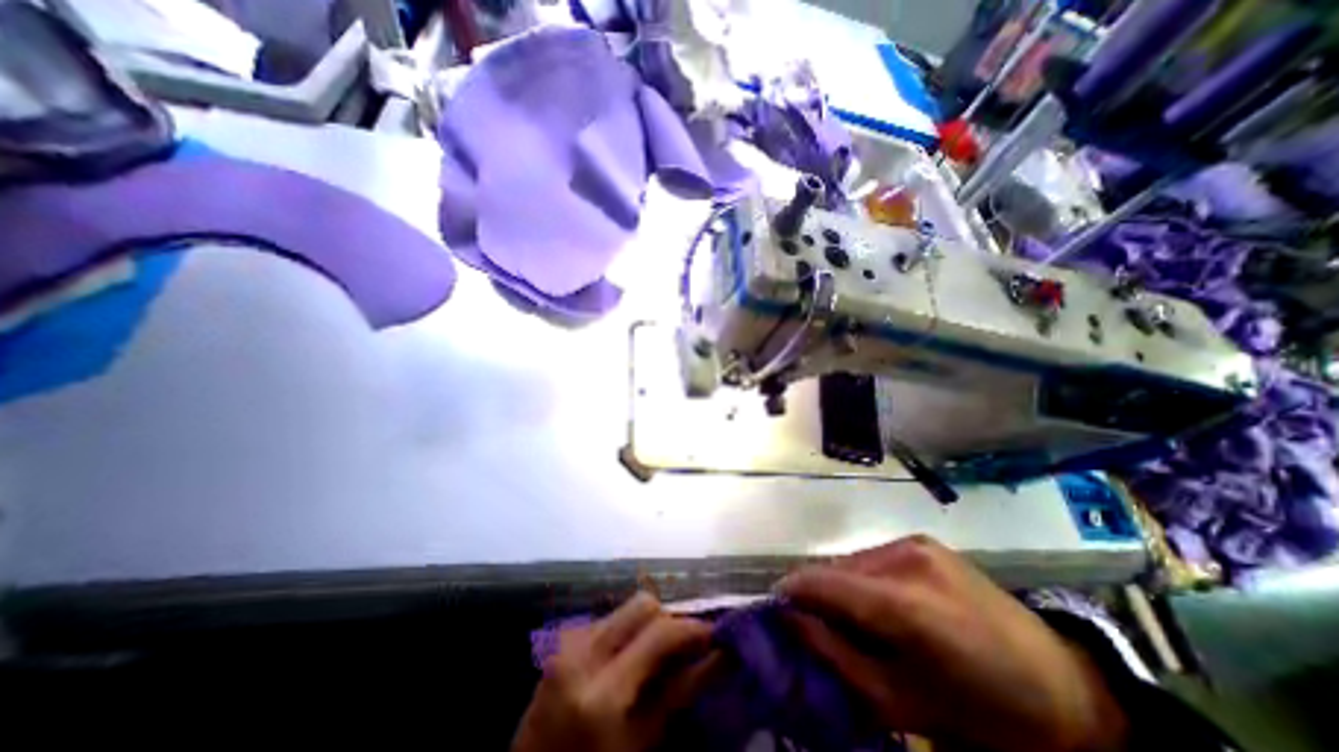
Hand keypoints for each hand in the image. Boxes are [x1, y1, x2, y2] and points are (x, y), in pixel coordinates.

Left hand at [513, 594, 723, 751]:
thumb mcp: (642, 744)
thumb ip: (681, 692)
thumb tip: (721, 657)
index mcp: (601, 689)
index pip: (659, 631)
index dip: (692, 628)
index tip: (715, 636)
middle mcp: (581, 651)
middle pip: (642, 604)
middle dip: (668, 621)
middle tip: (681, 650)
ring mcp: (567, 641)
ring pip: (625, 608)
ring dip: (646, 627)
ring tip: (652, 659)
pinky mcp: (563, 638)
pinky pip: (607, 619)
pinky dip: (626, 633)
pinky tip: (626, 662)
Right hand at [775, 535, 1127, 751]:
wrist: (1063, 689)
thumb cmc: (980, 712)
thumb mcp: (899, 701)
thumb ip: (835, 654)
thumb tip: (790, 618)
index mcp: (906, 603)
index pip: (826, 582)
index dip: (793, 590)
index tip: (775, 606)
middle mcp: (906, 558)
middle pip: (837, 568)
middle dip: (819, 593)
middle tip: (816, 623)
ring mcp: (916, 543)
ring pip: (853, 560)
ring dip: (842, 585)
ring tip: (853, 617)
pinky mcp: (924, 541)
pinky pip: (873, 556)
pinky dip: (864, 577)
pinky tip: (880, 602)